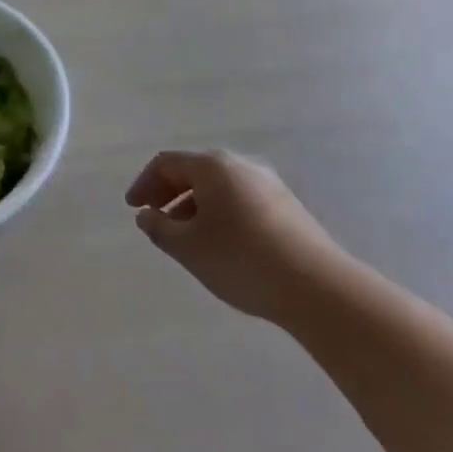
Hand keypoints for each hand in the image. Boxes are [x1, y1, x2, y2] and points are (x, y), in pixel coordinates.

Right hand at [125, 151, 350, 322]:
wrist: (319, 288)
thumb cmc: (241, 260)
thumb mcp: (188, 248)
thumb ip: (159, 228)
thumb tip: (147, 215)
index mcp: (212, 166)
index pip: (166, 163)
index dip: (143, 183)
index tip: (133, 209)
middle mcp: (240, 165)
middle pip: (194, 171)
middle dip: (169, 193)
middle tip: (154, 218)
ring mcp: (268, 185)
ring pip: (219, 187)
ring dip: (194, 206)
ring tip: (186, 237)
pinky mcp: (287, 207)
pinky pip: (240, 200)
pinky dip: (220, 213)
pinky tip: (221, 244)